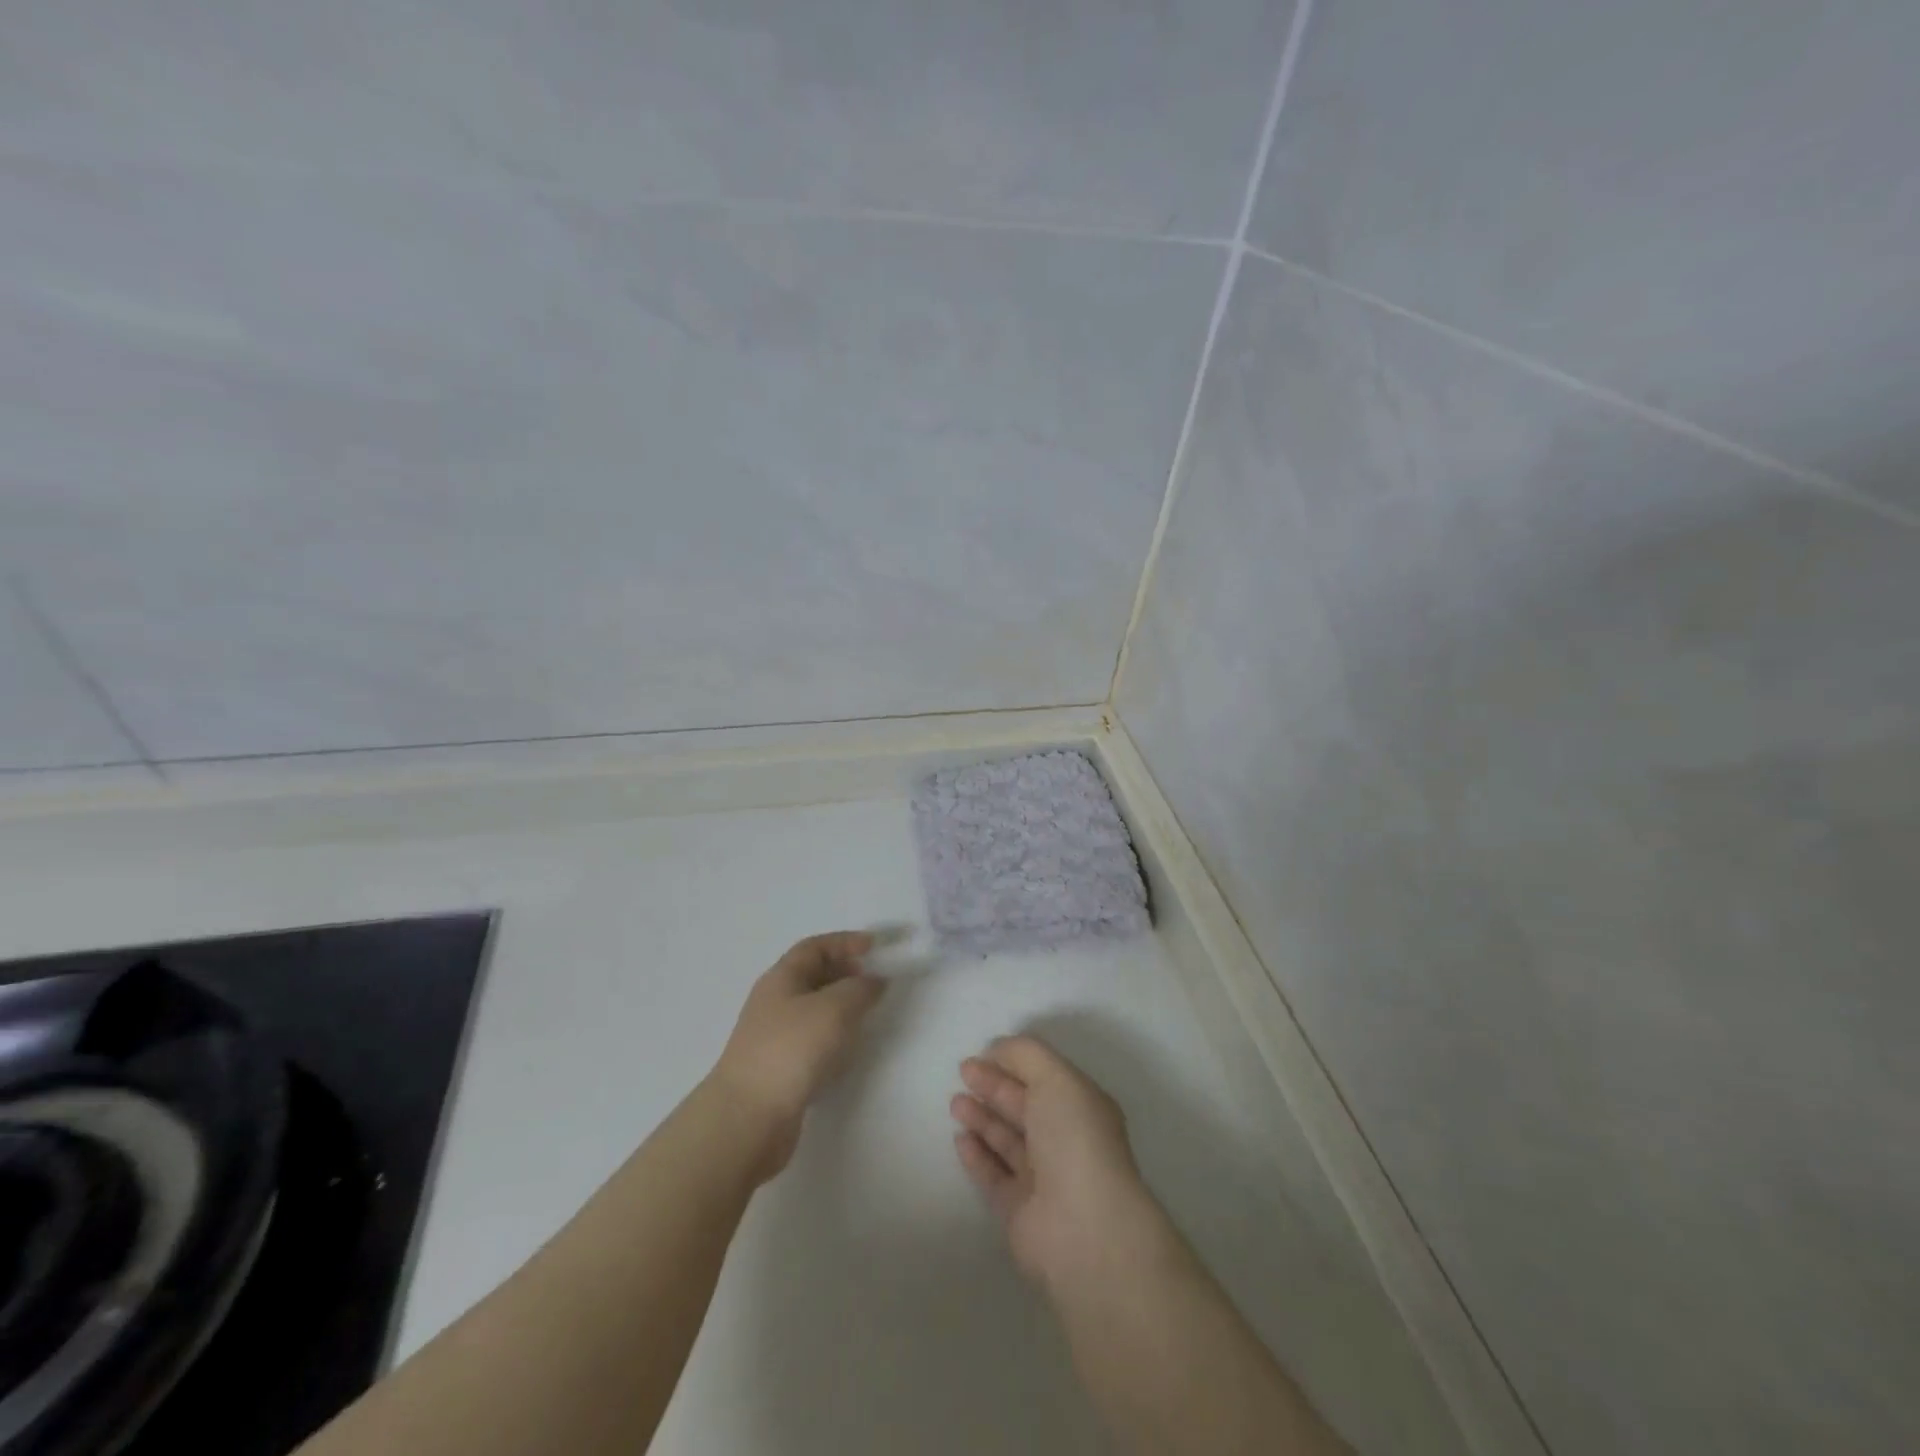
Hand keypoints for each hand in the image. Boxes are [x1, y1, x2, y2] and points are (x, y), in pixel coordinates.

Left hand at [709, 932, 884, 1180]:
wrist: (748, 1118)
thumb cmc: (791, 1050)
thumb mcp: (834, 1008)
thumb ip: (860, 989)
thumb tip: (875, 981)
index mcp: (782, 978)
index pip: (815, 947)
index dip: (845, 942)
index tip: (875, 947)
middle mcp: (775, 1002)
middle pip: (813, 976)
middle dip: (846, 973)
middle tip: (875, 982)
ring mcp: (775, 1037)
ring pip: (814, 1010)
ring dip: (842, 1007)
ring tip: (868, 1016)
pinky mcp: (780, 1068)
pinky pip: (812, 1041)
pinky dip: (834, 1038)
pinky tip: (848, 1052)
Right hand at [950, 1035, 1173, 1295]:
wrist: (1084, 1228)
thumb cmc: (1075, 1140)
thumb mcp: (1056, 1078)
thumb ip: (1025, 1055)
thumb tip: (997, 1049)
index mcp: (1081, 1107)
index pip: (1043, 1078)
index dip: (1012, 1063)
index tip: (981, 1053)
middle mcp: (1065, 1140)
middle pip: (1023, 1107)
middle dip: (993, 1087)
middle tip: (962, 1072)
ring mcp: (1043, 1178)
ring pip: (1007, 1140)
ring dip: (981, 1118)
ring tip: (955, 1103)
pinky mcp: (1019, 1211)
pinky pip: (994, 1176)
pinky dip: (977, 1155)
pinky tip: (960, 1138)